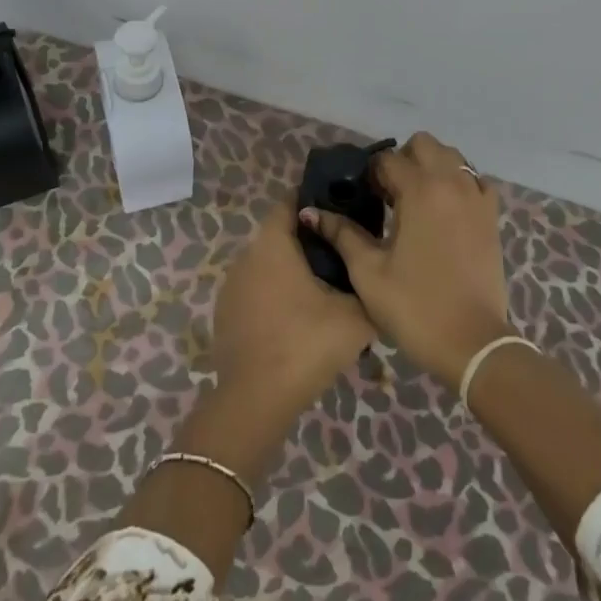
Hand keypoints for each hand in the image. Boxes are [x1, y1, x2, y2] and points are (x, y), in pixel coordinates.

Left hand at [212, 198, 374, 421]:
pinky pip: (256, 291)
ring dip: (291, 271)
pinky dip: (275, 296)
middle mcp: (246, 255)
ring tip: (324, 292)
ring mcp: (231, 286)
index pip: (290, 203)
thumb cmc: (307, 343)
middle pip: (280, 235)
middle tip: (342, 256)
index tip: (340, 210)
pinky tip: (297, 321)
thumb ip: (367, 285)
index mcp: (273, 244)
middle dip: (308, 240)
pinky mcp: (225, 313)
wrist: (256, 399)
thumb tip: (374, 275)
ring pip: (267, 265)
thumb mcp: (356, 316)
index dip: (314, 201)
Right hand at [300, 131, 509, 390]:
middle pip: (424, 144)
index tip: (363, 197)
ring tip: (415, 202)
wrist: (473, 345)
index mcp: (420, 190)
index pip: (388, 159)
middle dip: (403, 160)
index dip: (370, 175)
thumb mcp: (368, 272)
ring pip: (453, 157)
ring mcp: (477, 198)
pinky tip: (443, 212)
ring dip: (431, 167)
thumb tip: (310, 212)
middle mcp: (452, 183)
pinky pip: (474, 181)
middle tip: (389, 193)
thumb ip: (341, 234)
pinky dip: (457, 184)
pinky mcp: (492, 217)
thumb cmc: (415, 307)